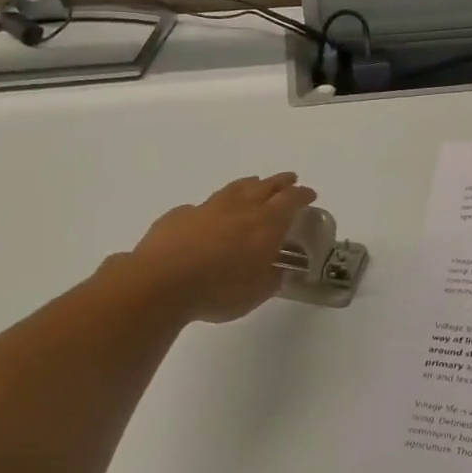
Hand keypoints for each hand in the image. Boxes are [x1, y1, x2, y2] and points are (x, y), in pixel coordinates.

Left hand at [129, 173, 317, 323]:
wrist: (161, 282)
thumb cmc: (220, 289)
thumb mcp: (257, 292)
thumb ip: (271, 278)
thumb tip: (277, 271)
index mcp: (266, 224)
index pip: (292, 201)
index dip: (303, 195)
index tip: (310, 194)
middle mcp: (240, 208)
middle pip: (266, 186)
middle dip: (281, 182)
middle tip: (290, 180)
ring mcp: (208, 208)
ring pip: (235, 188)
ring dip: (250, 185)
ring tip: (255, 184)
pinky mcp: (180, 216)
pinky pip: (203, 206)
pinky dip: (214, 207)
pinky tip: (211, 215)